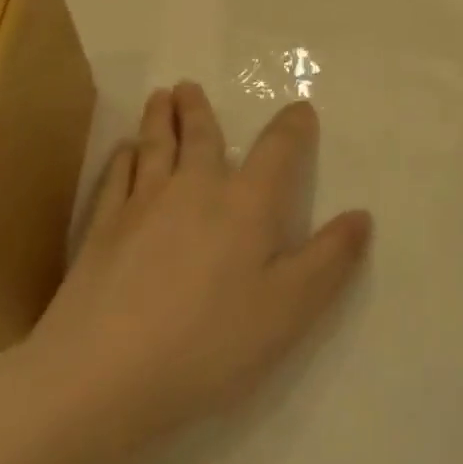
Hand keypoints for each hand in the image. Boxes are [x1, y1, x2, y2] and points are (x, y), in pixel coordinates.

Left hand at [6, 83, 371, 459]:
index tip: (300, 109)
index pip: (279, 149)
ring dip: (159, 118)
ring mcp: (143, 205)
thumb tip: (362, 216)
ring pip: (155, 147)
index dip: (294, 126)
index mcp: (247, 203)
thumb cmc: (209, 342)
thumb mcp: (290, 308)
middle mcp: (196, 188)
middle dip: (200, 110)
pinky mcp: (102, 230)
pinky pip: (116, 178)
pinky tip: (123, 153)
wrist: (100, 377)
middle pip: (201, 136)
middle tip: (189, 86)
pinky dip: (122, 159)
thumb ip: (330, 258)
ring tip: (160, 96)